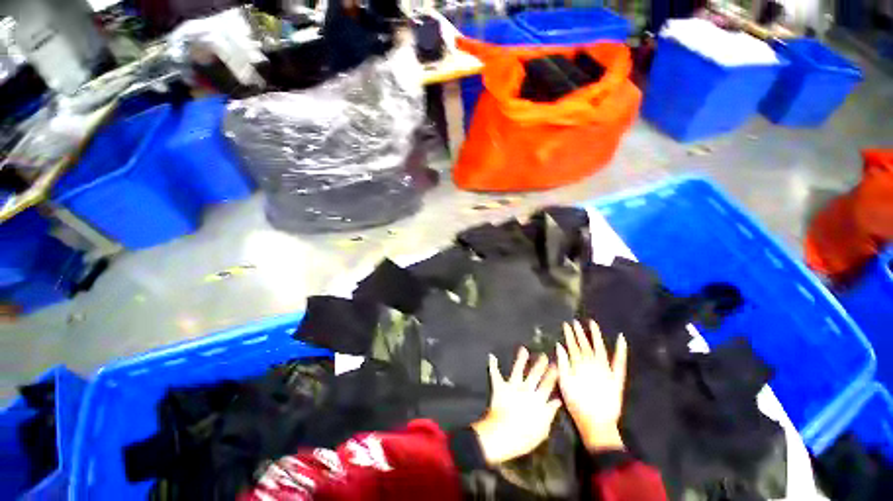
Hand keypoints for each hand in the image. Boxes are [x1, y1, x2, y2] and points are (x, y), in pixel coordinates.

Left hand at [472, 348, 561, 464]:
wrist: (504, 434)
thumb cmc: (524, 437)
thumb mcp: (542, 429)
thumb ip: (550, 413)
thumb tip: (557, 402)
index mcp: (538, 400)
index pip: (548, 385)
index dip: (552, 375)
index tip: (556, 366)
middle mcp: (526, 390)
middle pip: (535, 374)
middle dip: (540, 364)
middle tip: (544, 356)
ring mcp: (512, 387)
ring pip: (518, 370)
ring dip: (521, 359)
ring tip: (523, 350)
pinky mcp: (500, 387)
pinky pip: (495, 374)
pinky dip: (493, 365)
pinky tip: (491, 356)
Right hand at [556, 320, 627, 452]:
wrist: (597, 423)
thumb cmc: (577, 404)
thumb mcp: (564, 383)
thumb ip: (563, 363)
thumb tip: (559, 346)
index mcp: (579, 365)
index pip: (573, 345)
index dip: (569, 334)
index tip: (566, 324)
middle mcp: (593, 364)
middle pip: (585, 345)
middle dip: (580, 333)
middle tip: (576, 322)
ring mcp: (606, 370)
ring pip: (600, 348)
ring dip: (596, 335)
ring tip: (592, 324)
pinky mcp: (617, 377)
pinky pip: (620, 361)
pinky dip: (621, 350)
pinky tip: (621, 339)